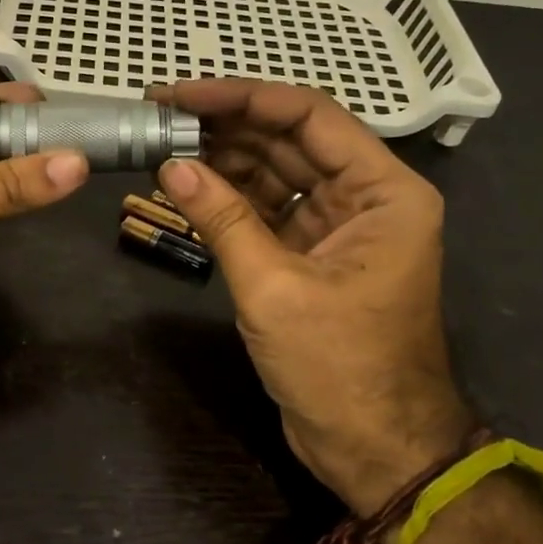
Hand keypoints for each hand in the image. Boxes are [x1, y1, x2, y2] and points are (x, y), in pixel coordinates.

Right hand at [152, 80, 469, 515]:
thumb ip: (222, 219)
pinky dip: (227, 196)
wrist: (372, 449)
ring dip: (222, 157)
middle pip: (289, 139)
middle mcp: (365, 196)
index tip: (182, 94)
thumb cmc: (339, 367)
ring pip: (274, 171)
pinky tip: (185, 182)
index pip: (309, 116)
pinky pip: (265, 208)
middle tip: (159, 113)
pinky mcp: (310, 252)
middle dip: (225, 125)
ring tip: (162, 141)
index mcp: (383, 192)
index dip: (243, 98)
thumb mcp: (274, 288)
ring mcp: (336, 224)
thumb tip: (170, 164)